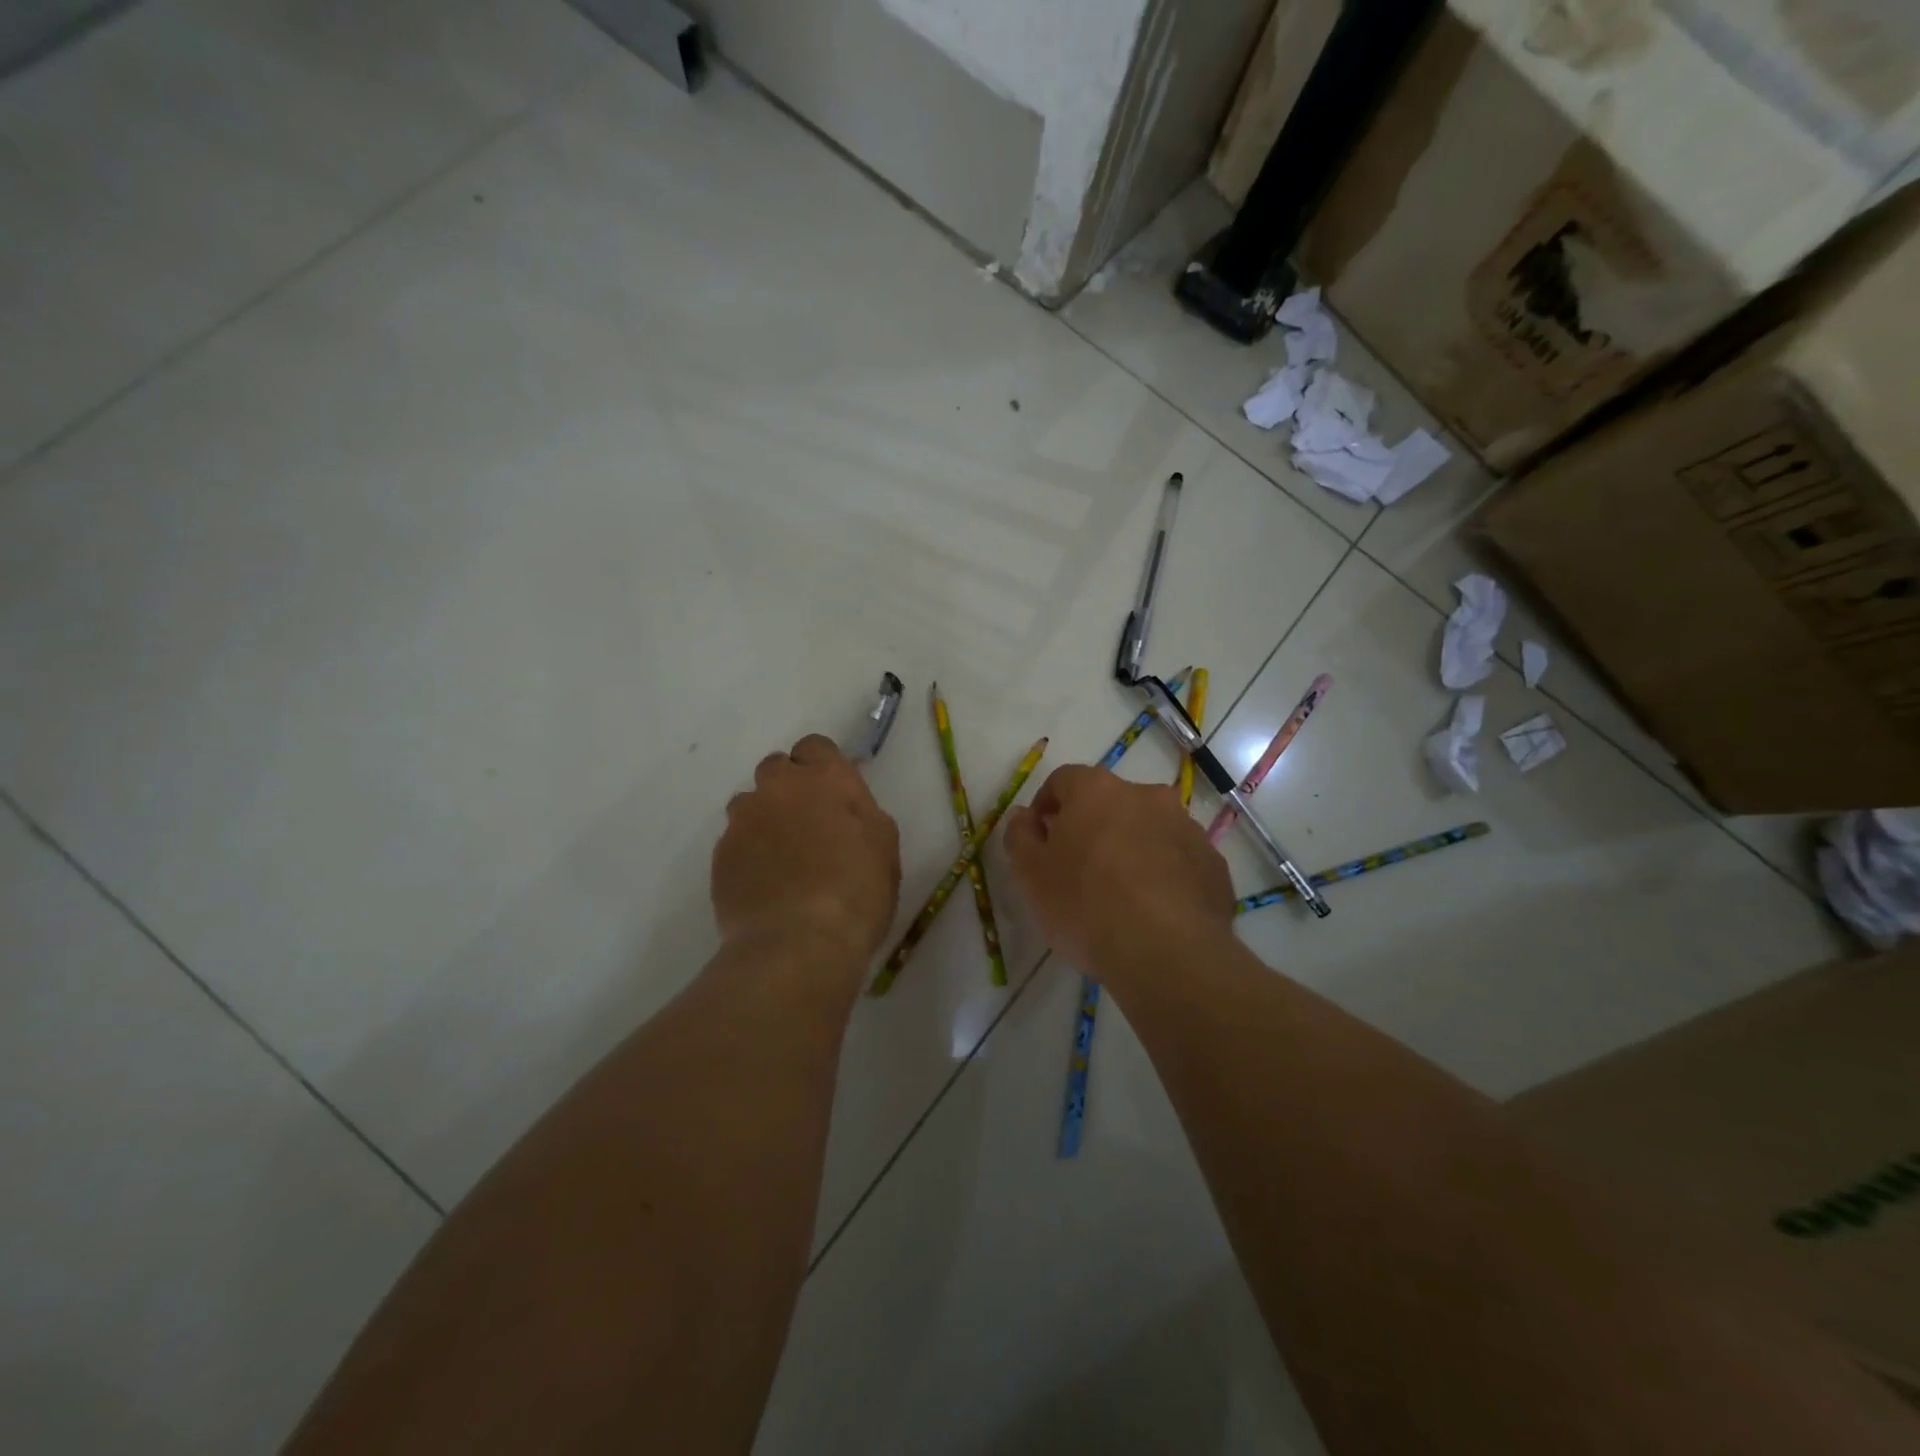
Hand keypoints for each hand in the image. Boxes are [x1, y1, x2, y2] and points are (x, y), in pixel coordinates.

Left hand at [713, 735, 900, 966]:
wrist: (798, 944)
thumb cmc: (857, 892)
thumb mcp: (884, 846)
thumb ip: (861, 813)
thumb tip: (845, 808)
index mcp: (824, 778)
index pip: (815, 746)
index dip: (822, 767)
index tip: (833, 795)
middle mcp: (778, 787)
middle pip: (776, 768)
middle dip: (789, 788)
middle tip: (809, 824)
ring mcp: (743, 820)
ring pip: (750, 804)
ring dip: (765, 819)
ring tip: (783, 858)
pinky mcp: (720, 854)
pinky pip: (735, 841)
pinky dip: (749, 853)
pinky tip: (765, 884)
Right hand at [1003, 764, 1233, 983]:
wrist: (1168, 952)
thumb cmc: (1086, 905)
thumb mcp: (1031, 875)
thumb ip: (1020, 836)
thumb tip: (1024, 816)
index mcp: (1097, 790)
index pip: (1062, 780)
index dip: (1046, 807)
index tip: (1039, 840)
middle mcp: (1146, 796)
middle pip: (1109, 802)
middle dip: (1092, 827)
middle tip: (1078, 868)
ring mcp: (1186, 827)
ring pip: (1148, 829)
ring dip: (1131, 848)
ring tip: (1120, 894)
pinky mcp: (1213, 863)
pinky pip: (1178, 860)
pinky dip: (1164, 874)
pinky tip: (1154, 910)